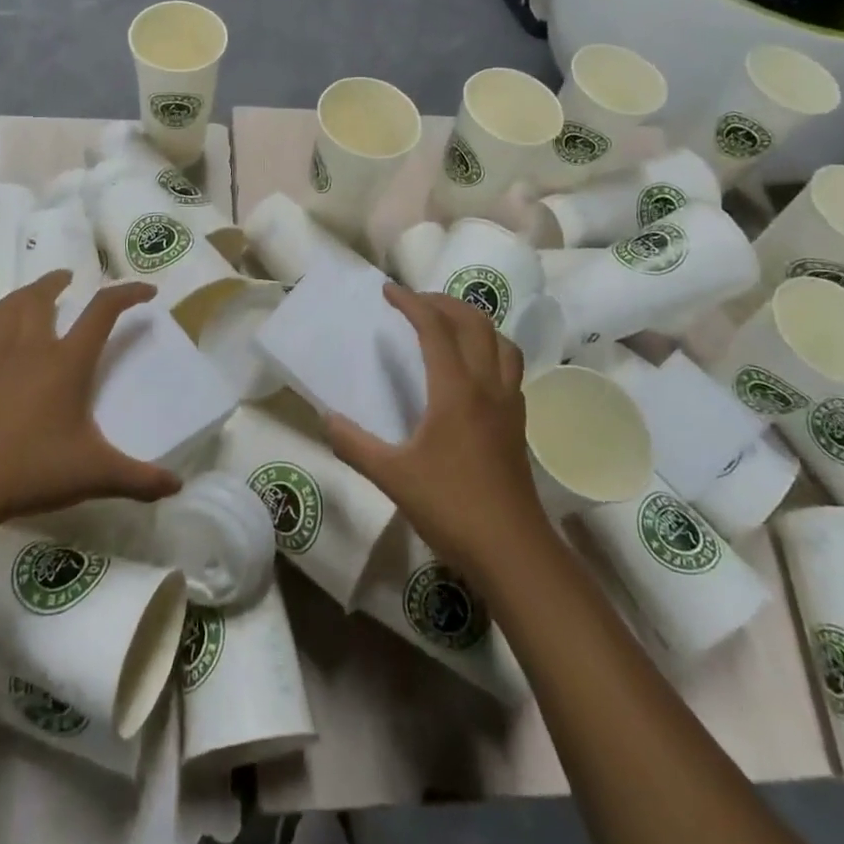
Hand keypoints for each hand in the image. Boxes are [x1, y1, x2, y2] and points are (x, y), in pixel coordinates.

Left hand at [0, 272, 181, 532]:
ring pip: (8, 307)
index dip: (128, 293)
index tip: (147, 291)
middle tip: (70, 279)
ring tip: (33, 294)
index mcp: (67, 362)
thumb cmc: (31, 471)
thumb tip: (178, 486)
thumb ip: (139, 479)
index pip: (103, 311)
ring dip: (24, 293)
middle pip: (43, 296)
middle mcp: (30, 348)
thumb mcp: (95, 476)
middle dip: (58, 281)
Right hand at [322, 284, 554, 580]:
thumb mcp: (392, 477)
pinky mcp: (518, 424)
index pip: (435, 329)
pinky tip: (473, 370)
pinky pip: (509, 368)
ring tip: (448, 325)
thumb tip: (325, 417)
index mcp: (456, 390)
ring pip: (500, 342)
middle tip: (415, 302)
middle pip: (474, 324)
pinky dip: (490, 350)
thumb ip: (355, 445)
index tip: (388, 291)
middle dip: (444, 303)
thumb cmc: (451, 508)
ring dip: (474, 323)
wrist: (513, 552)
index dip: (411, 303)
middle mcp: (487, 386)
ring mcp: (509, 404)